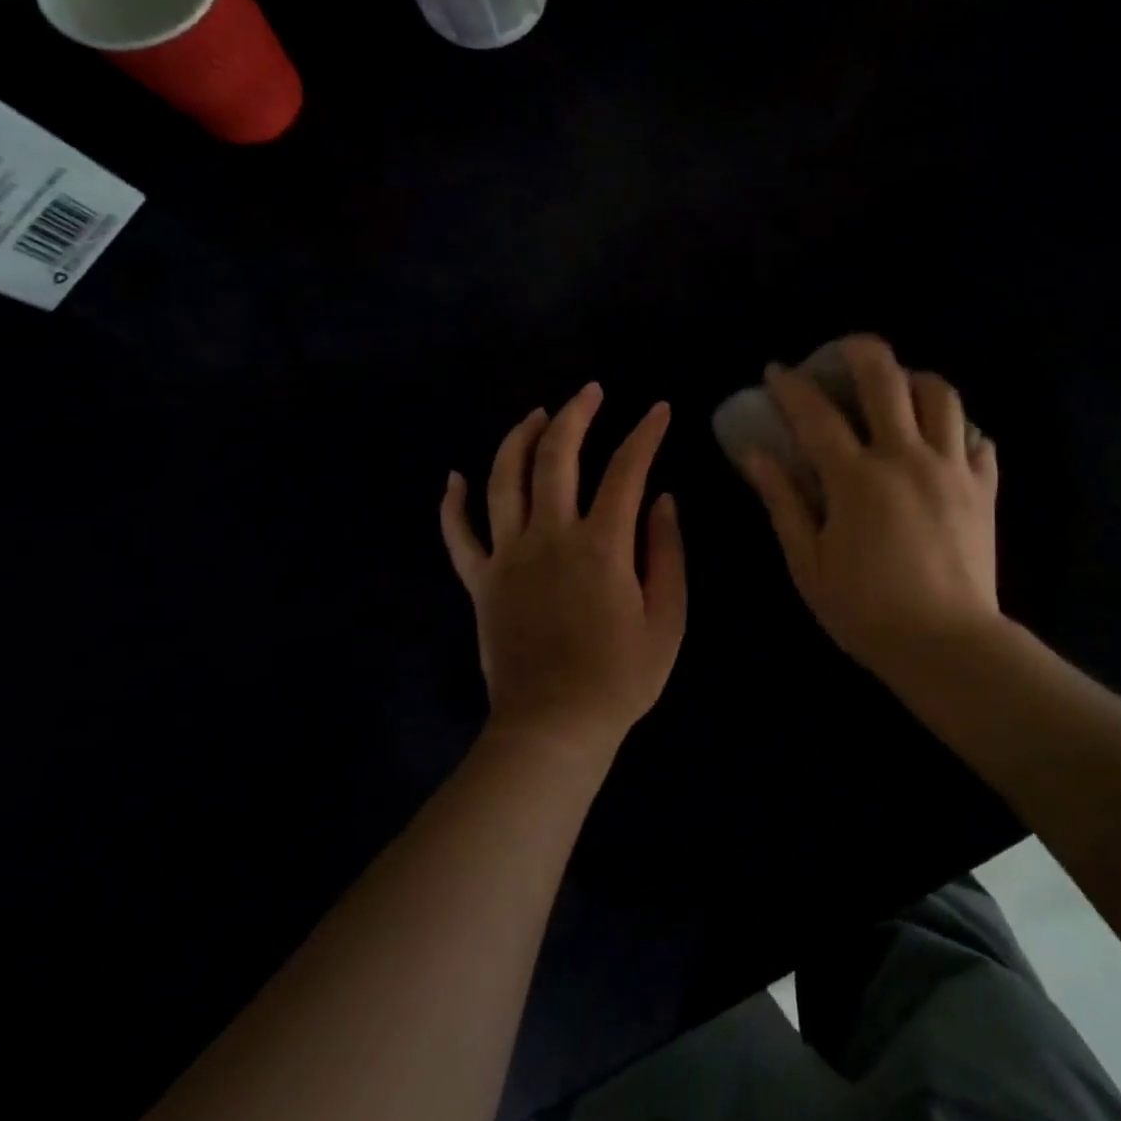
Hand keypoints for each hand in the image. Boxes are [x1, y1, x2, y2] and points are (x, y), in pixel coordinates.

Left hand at [440, 384, 685, 755]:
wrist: (554, 728)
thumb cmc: (620, 677)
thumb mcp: (667, 619)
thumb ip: (666, 553)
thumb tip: (662, 500)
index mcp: (601, 546)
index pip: (626, 470)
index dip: (646, 434)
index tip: (660, 410)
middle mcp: (549, 537)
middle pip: (556, 457)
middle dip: (576, 415)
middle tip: (591, 392)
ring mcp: (507, 557)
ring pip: (503, 479)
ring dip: (519, 438)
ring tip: (537, 414)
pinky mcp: (480, 582)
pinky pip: (458, 534)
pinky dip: (453, 503)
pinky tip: (455, 477)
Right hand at [738, 336, 999, 675]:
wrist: (947, 646)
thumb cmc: (866, 611)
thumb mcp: (808, 563)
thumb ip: (783, 501)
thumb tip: (755, 453)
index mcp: (856, 479)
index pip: (816, 414)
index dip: (791, 386)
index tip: (776, 371)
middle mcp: (906, 457)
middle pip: (887, 378)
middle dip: (859, 351)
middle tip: (841, 352)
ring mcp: (951, 468)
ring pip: (941, 395)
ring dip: (914, 380)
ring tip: (897, 390)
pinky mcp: (983, 488)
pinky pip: (977, 439)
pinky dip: (957, 429)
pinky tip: (940, 441)